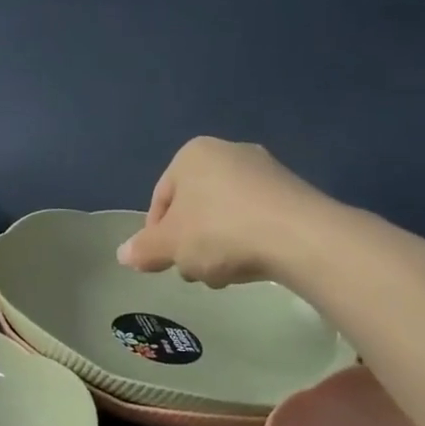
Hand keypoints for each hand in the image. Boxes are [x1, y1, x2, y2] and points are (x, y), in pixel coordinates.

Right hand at [117, 137, 332, 287]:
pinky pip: (255, 218)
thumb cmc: (220, 231)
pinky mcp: (293, 192)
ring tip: (225, 274)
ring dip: (217, 246)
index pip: (160, 200)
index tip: (164, 264)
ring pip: (223, 215)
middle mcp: (228, 151)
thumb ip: (143, 250)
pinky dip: (247, 241)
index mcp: (192, 154)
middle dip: (190, 242)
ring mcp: (265, 170)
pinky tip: (252, 264)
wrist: (301, 237)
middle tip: (195, 272)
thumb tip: (123, 255)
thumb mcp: (169, 245)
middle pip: (193, 208)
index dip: (156, 237)